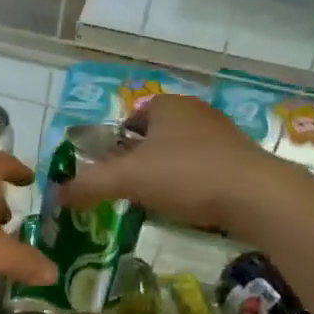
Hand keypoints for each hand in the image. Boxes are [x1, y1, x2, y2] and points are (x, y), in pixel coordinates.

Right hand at [55, 94, 271, 231]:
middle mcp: (196, 112)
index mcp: (167, 105)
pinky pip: (205, 170)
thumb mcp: (127, 179)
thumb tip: (55, 194)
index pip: (131, 119)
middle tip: (130, 190)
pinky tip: (190, 208)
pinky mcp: (243, 160)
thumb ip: (88, 185)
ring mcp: (223, 135)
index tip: (110, 172)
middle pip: (155, 137)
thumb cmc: (187, 175)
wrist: (258, 197)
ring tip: (158, 203)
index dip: (116, 145)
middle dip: (140, 162)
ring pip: (181, 154)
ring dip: (167, 175)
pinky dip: (193, 186)